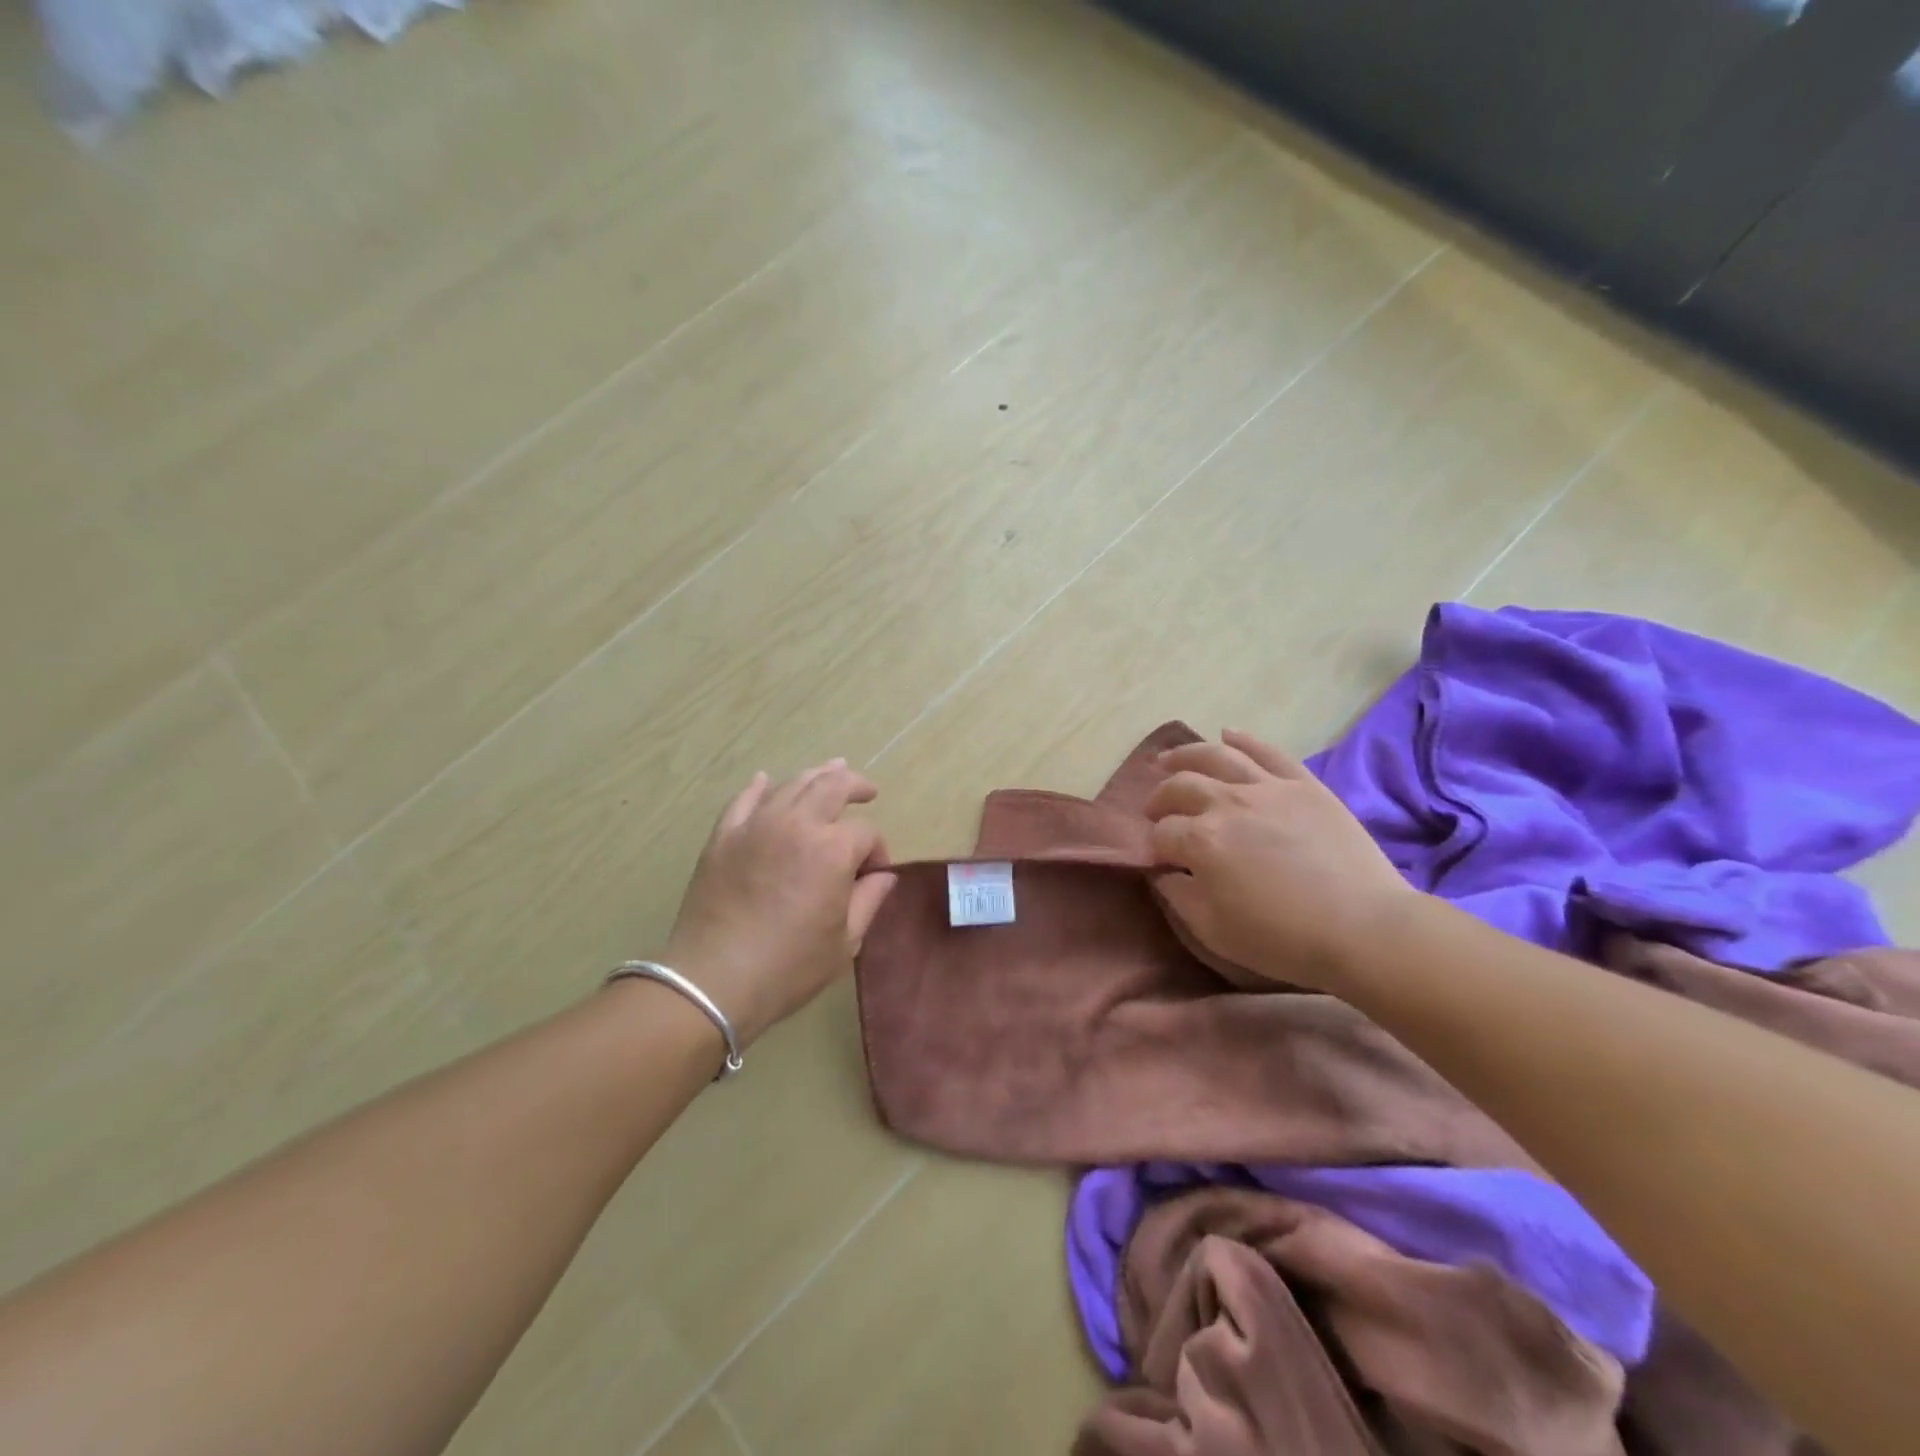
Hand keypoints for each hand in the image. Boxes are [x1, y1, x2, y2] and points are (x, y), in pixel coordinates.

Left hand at [658, 760, 897, 1046]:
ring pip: (792, 785)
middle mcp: (796, 824)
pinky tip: (765, 780)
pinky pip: (744, 799)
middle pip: (832, 786)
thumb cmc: (788, 967)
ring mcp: (756, 825)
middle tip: (867, 791)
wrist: (713, 980)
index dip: (877, 851)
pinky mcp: (724, 836)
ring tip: (831, 772)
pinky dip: (759, 787)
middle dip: (855, 785)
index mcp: (832, 850)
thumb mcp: (844, 943)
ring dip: (816, 775)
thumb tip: (884, 876)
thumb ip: (869, 900)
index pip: (866, 833)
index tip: (874, 875)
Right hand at [1145, 730, 1413, 993]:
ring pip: (1216, 756)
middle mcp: (1227, 803)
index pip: (1161, 834)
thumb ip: (1178, 896)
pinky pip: (1267, 751)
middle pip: (1180, 787)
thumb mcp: (1214, 931)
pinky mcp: (1303, 784)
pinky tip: (1226, 733)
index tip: (1156, 860)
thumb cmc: (1283, 938)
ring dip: (1185, 755)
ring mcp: (1267, 788)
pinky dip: (1243, 739)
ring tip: (1168, 759)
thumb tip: (1162, 872)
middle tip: (1154, 812)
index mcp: (1201, 840)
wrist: (1365, 928)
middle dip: (1159, 799)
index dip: (1152, 846)